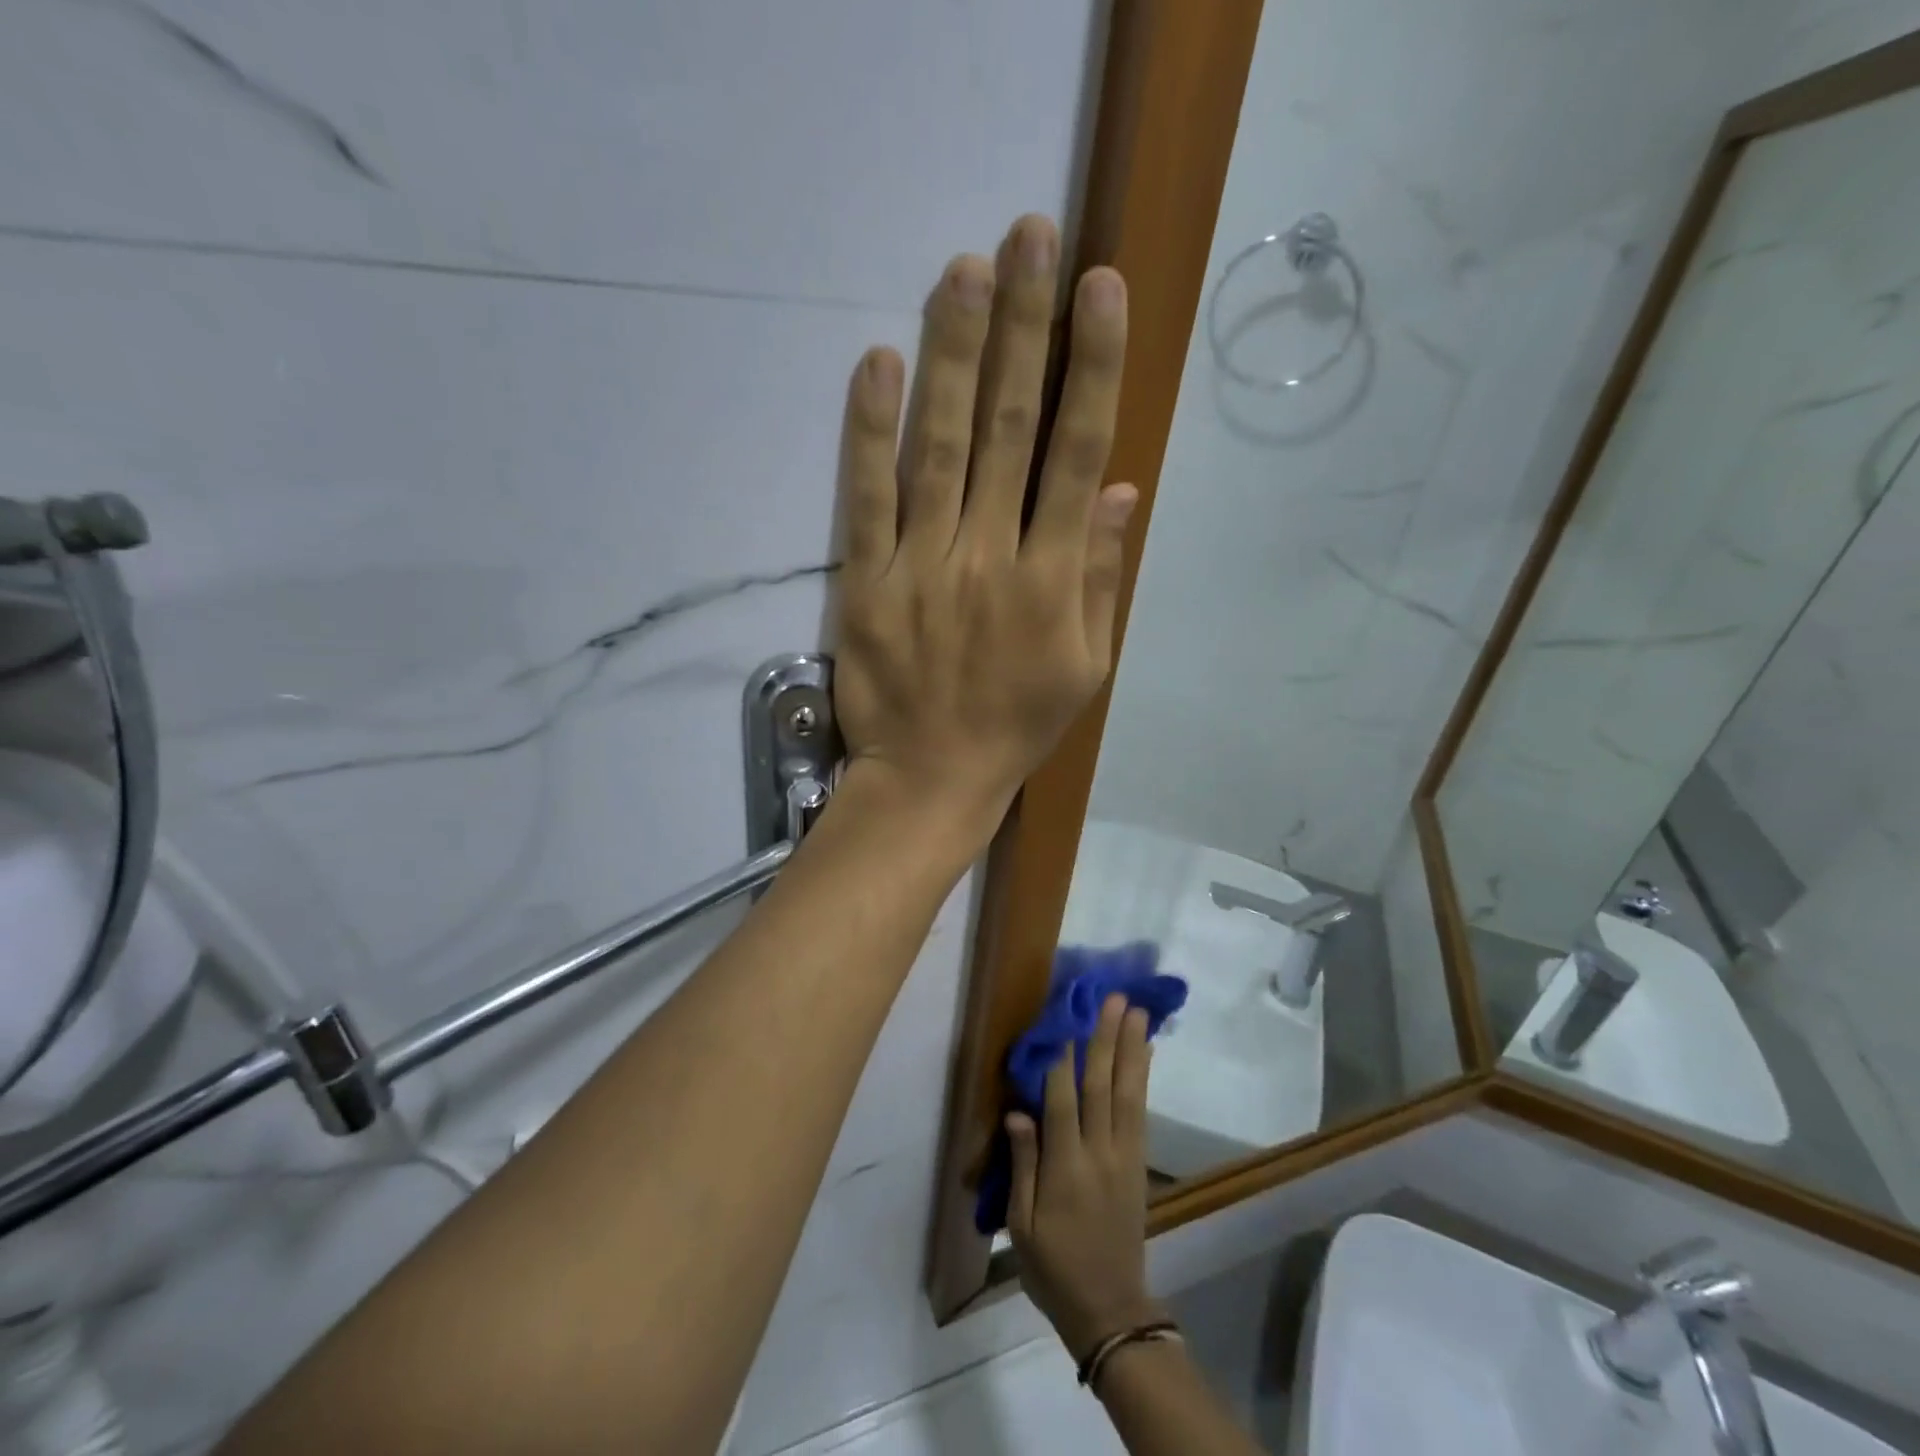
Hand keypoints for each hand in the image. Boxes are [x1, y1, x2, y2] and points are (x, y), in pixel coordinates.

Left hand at [831, 214, 1134, 840]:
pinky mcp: (867, 581)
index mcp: (1053, 578)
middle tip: (1029, 237)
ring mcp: (923, 565)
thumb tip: (1118, 490)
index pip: (1077, 452)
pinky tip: (878, 361)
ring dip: (954, 354)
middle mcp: (991, 556)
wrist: (932, 777)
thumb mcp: (1086, 667)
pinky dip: (870, 429)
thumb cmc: (1016, 726)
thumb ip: (1102, 578)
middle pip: (1011, 427)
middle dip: (1024, 328)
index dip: (1091, 365)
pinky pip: (867, 497)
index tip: (1100, 287)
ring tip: (964, 270)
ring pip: (941, 446)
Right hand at [1007, 994, 1164, 1361]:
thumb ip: (1023, 1164)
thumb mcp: (1022, 1225)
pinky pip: (1141, 1112)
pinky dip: (1143, 1078)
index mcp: (1066, 1169)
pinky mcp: (1138, 1163)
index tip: (1066, 1016)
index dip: (1063, 1057)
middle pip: (1102, 1086)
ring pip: (1128, 1093)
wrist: (1109, 1309)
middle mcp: (1099, 1154)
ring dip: (1131, 1049)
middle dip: (1106, 1039)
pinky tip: (1145, 1054)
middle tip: (1114, 998)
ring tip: (1137, 1012)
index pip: (1062, 1101)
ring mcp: (1125, 1157)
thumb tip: (1018, 1110)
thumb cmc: (1053, 1267)